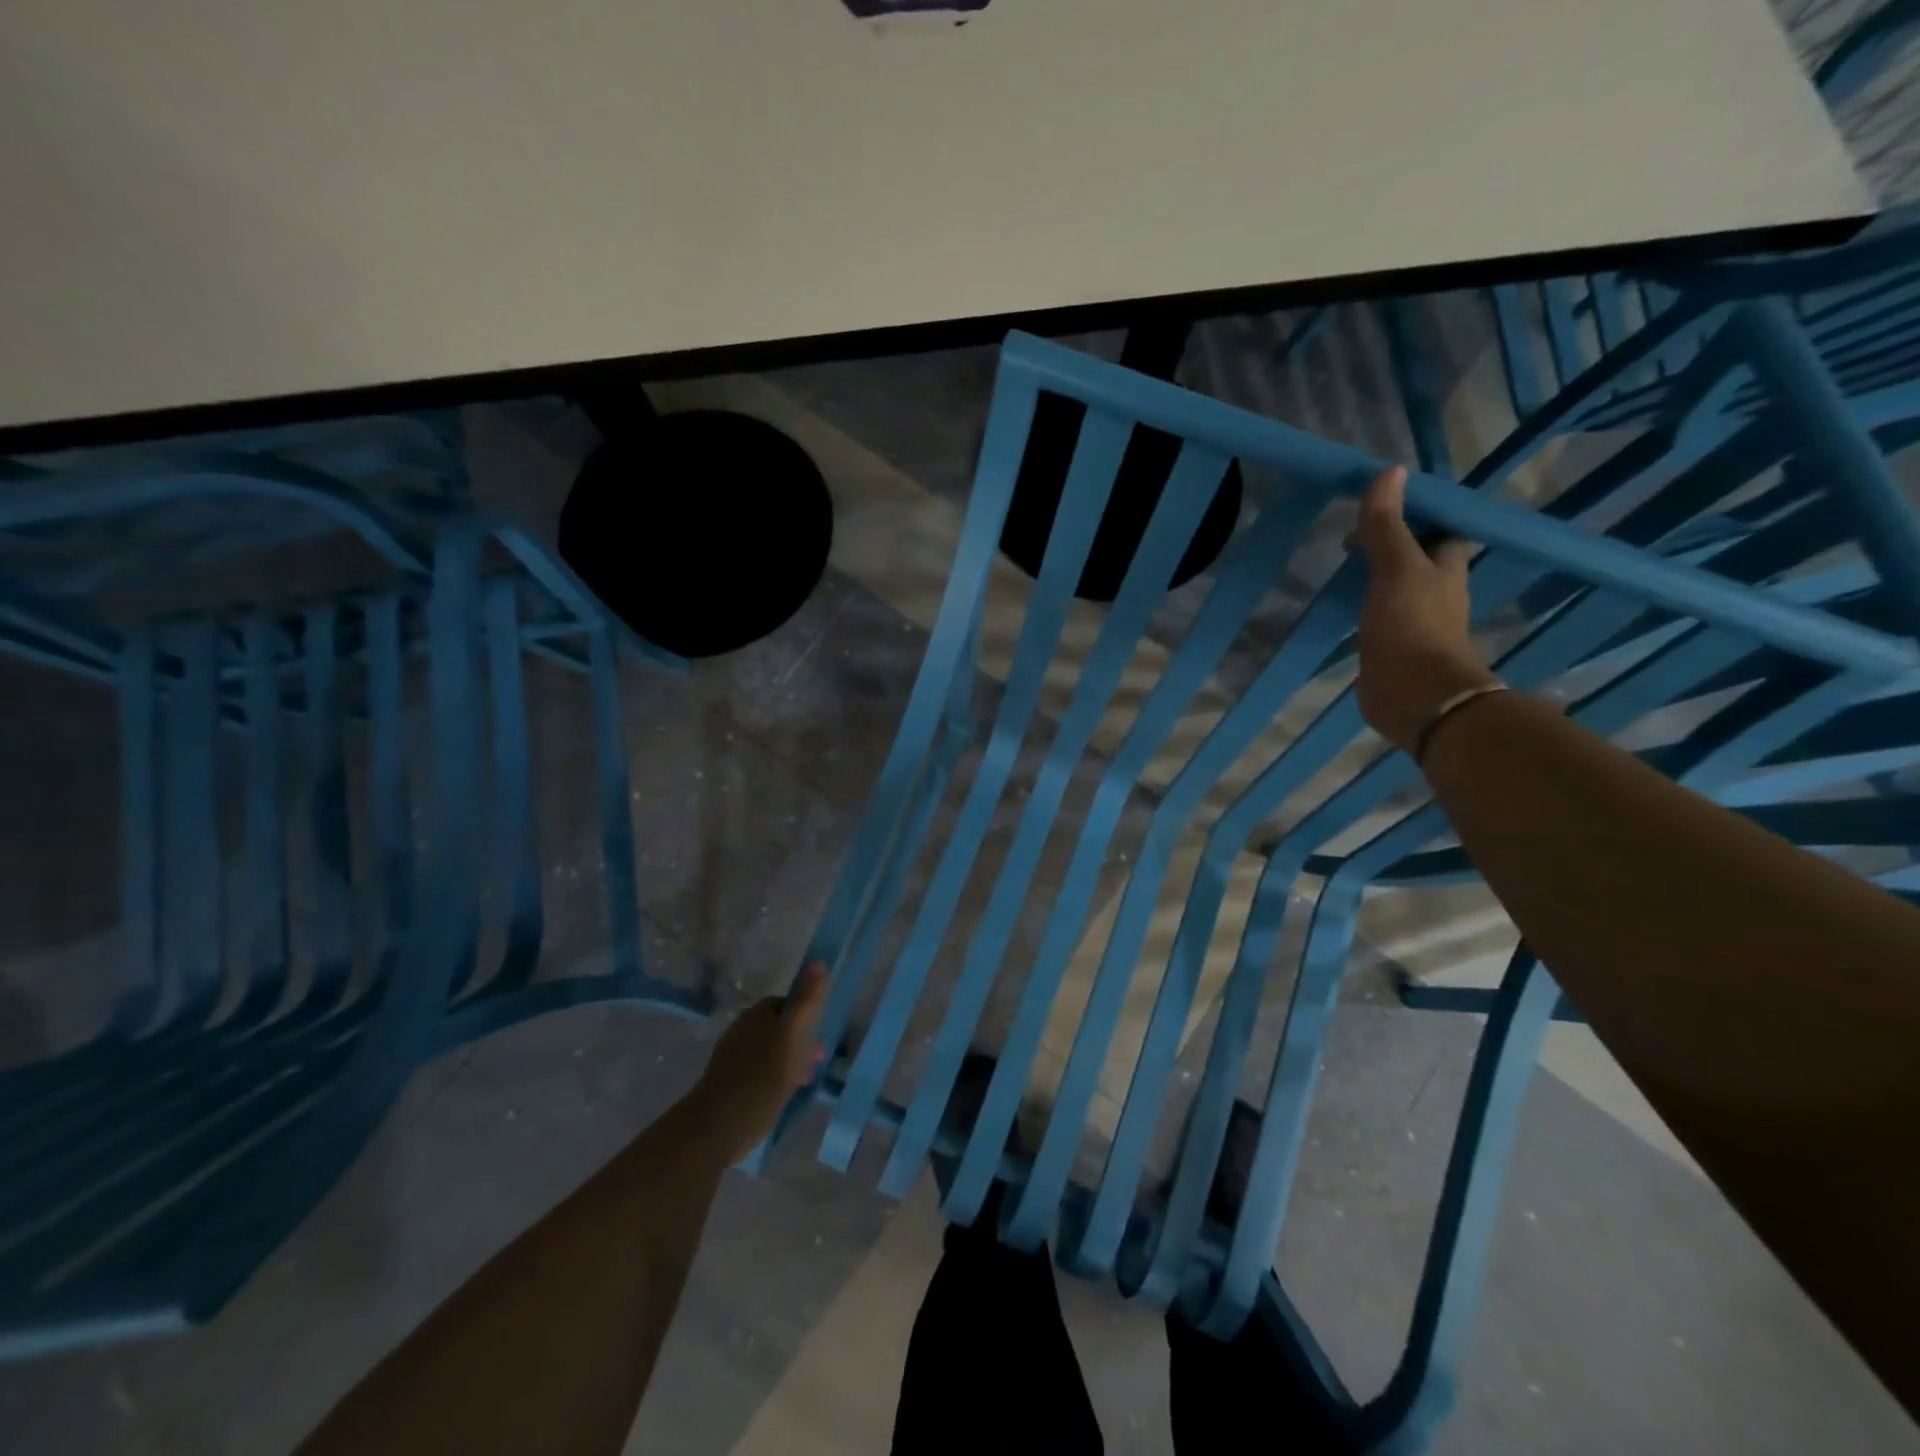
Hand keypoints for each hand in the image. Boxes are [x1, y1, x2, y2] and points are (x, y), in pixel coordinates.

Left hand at [687, 962, 828, 1163]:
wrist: (717, 1127)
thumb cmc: (760, 1077)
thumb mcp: (791, 1035)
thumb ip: (806, 1001)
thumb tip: (818, 961)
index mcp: (756, 1015)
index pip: (785, 1002)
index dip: (805, 1014)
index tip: (820, 1033)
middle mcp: (742, 1031)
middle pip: (778, 1028)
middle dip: (799, 1041)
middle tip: (816, 1061)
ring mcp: (733, 1059)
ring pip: (770, 1051)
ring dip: (790, 1061)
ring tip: (804, 1081)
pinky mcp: (730, 1085)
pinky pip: (760, 1073)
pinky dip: (776, 1079)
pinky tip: (784, 1095)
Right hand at [1353, 466, 1498, 753]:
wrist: (1414, 694)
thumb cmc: (1412, 625)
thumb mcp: (1396, 567)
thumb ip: (1388, 525)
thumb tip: (1389, 472)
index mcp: (1446, 566)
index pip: (1437, 528)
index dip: (1415, 513)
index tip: (1379, 503)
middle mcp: (1434, 591)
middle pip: (1415, 557)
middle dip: (1388, 543)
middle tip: (1349, 534)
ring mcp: (1413, 621)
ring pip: (1394, 586)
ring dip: (1373, 574)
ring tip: (1339, 563)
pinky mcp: (1391, 646)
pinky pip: (1377, 615)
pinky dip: (1361, 604)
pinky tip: (1339, 603)